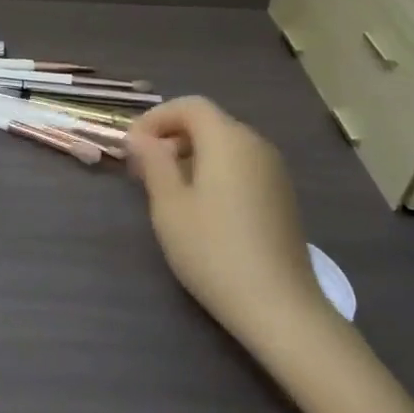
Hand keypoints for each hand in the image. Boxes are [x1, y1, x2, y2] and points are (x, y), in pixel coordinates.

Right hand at [126, 98, 332, 355]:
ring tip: (166, 189)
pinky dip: (215, 171)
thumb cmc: (213, 250)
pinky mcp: (282, 196)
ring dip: (191, 155)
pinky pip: (241, 166)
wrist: (279, 307)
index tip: (132, 146)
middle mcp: (255, 145)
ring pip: (225, 145)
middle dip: (171, 136)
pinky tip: (200, 207)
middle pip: (208, 122)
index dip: (156, 118)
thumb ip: (153, 162)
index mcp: (227, 140)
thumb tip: (141, 137)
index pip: (189, 106)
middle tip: (142, 169)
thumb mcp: (169, 205)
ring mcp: (274, 171)